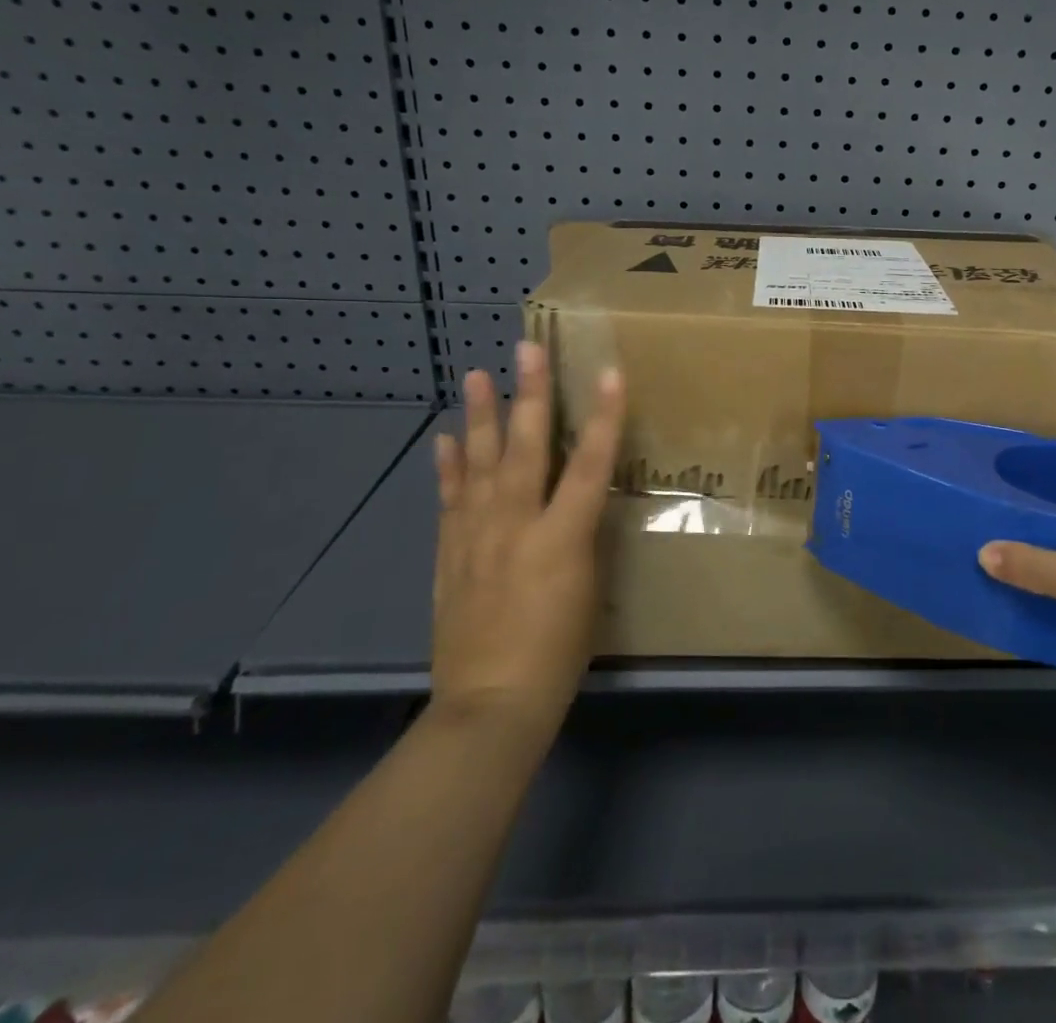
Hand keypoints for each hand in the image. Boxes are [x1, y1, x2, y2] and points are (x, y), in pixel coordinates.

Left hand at [430, 342, 624, 725]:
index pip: (588, 465)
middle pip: (524, 449)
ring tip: (477, 375)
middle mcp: (515, 526)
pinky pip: (449, 501)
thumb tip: (582, 503)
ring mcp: (476, 538)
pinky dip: (448, 468)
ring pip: (478, 464)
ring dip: (479, 417)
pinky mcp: (450, 555)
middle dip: (530, 394)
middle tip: (526, 348)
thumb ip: (584, 539)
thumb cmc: (559, 655)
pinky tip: (446, 439)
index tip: (609, 372)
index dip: (603, 417)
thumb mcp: (590, 592)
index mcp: (560, 538)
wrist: (490, 707)